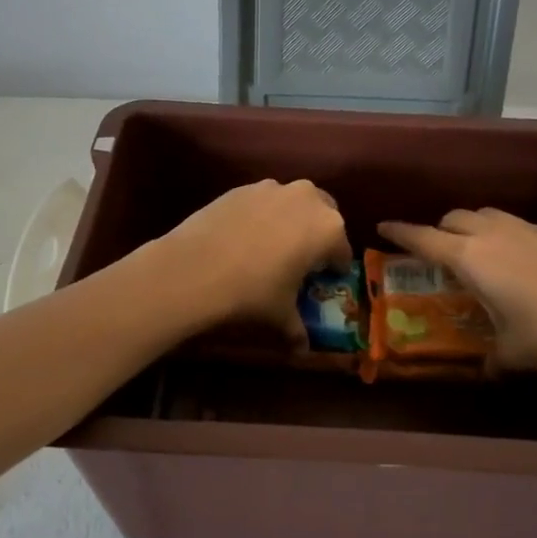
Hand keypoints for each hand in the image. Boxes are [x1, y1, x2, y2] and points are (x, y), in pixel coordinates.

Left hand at [156, 179, 351, 341]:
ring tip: (270, 247)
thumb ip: (297, 330)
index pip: (342, 251)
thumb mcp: (280, 315)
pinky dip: (261, 215)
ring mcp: (273, 188)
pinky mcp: (242, 187)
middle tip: (300, 260)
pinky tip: (243, 238)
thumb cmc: (252, 292)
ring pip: (293, 203)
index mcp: (329, 229)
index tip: (322, 282)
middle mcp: (307, 198)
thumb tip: (301, 350)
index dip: (333, 269)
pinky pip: (263, 201)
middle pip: (323, 216)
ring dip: (290, 221)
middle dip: (316, 236)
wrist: (194, 268)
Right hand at [377, 208, 536, 371]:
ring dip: (470, 228)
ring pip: (484, 215)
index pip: (423, 239)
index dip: (399, 232)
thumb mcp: (511, 354)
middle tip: (436, 255)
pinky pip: (513, 225)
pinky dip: (501, 235)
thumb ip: (490, 358)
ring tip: (476, 254)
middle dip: (437, 231)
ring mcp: (525, 228)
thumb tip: (484, 370)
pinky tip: (518, 262)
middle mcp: (492, 234)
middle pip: (452, 218)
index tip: (382, 226)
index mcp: (470, 259)